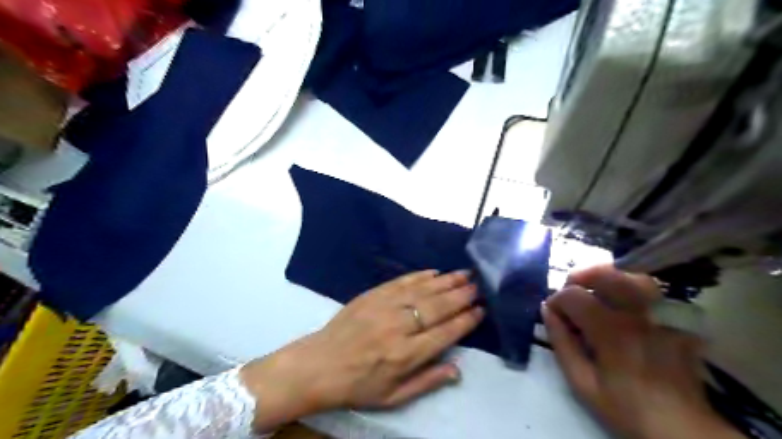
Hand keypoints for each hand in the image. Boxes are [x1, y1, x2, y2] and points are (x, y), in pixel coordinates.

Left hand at [241, 269, 483, 429]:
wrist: (319, 365)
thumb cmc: (358, 386)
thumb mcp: (393, 397)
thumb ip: (427, 382)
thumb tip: (457, 369)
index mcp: (405, 355)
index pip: (445, 333)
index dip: (465, 321)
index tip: (481, 310)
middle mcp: (398, 327)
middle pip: (437, 307)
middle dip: (461, 295)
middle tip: (478, 285)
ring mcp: (384, 307)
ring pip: (422, 291)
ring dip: (446, 281)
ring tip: (464, 274)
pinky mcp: (372, 295)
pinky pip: (400, 282)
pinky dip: (419, 276)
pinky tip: (434, 272)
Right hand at [542, 265, 741, 438]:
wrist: (683, 429)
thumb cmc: (627, 408)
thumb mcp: (582, 384)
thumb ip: (562, 344)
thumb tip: (547, 312)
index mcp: (612, 332)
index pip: (574, 295)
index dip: (556, 300)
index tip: (552, 314)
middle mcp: (638, 316)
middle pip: (605, 274)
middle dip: (579, 278)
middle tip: (570, 293)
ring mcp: (663, 316)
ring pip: (633, 277)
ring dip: (608, 279)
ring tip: (596, 292)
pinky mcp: (678, 322)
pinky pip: (653, 294)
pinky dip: (632, 291)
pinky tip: (624, 307)